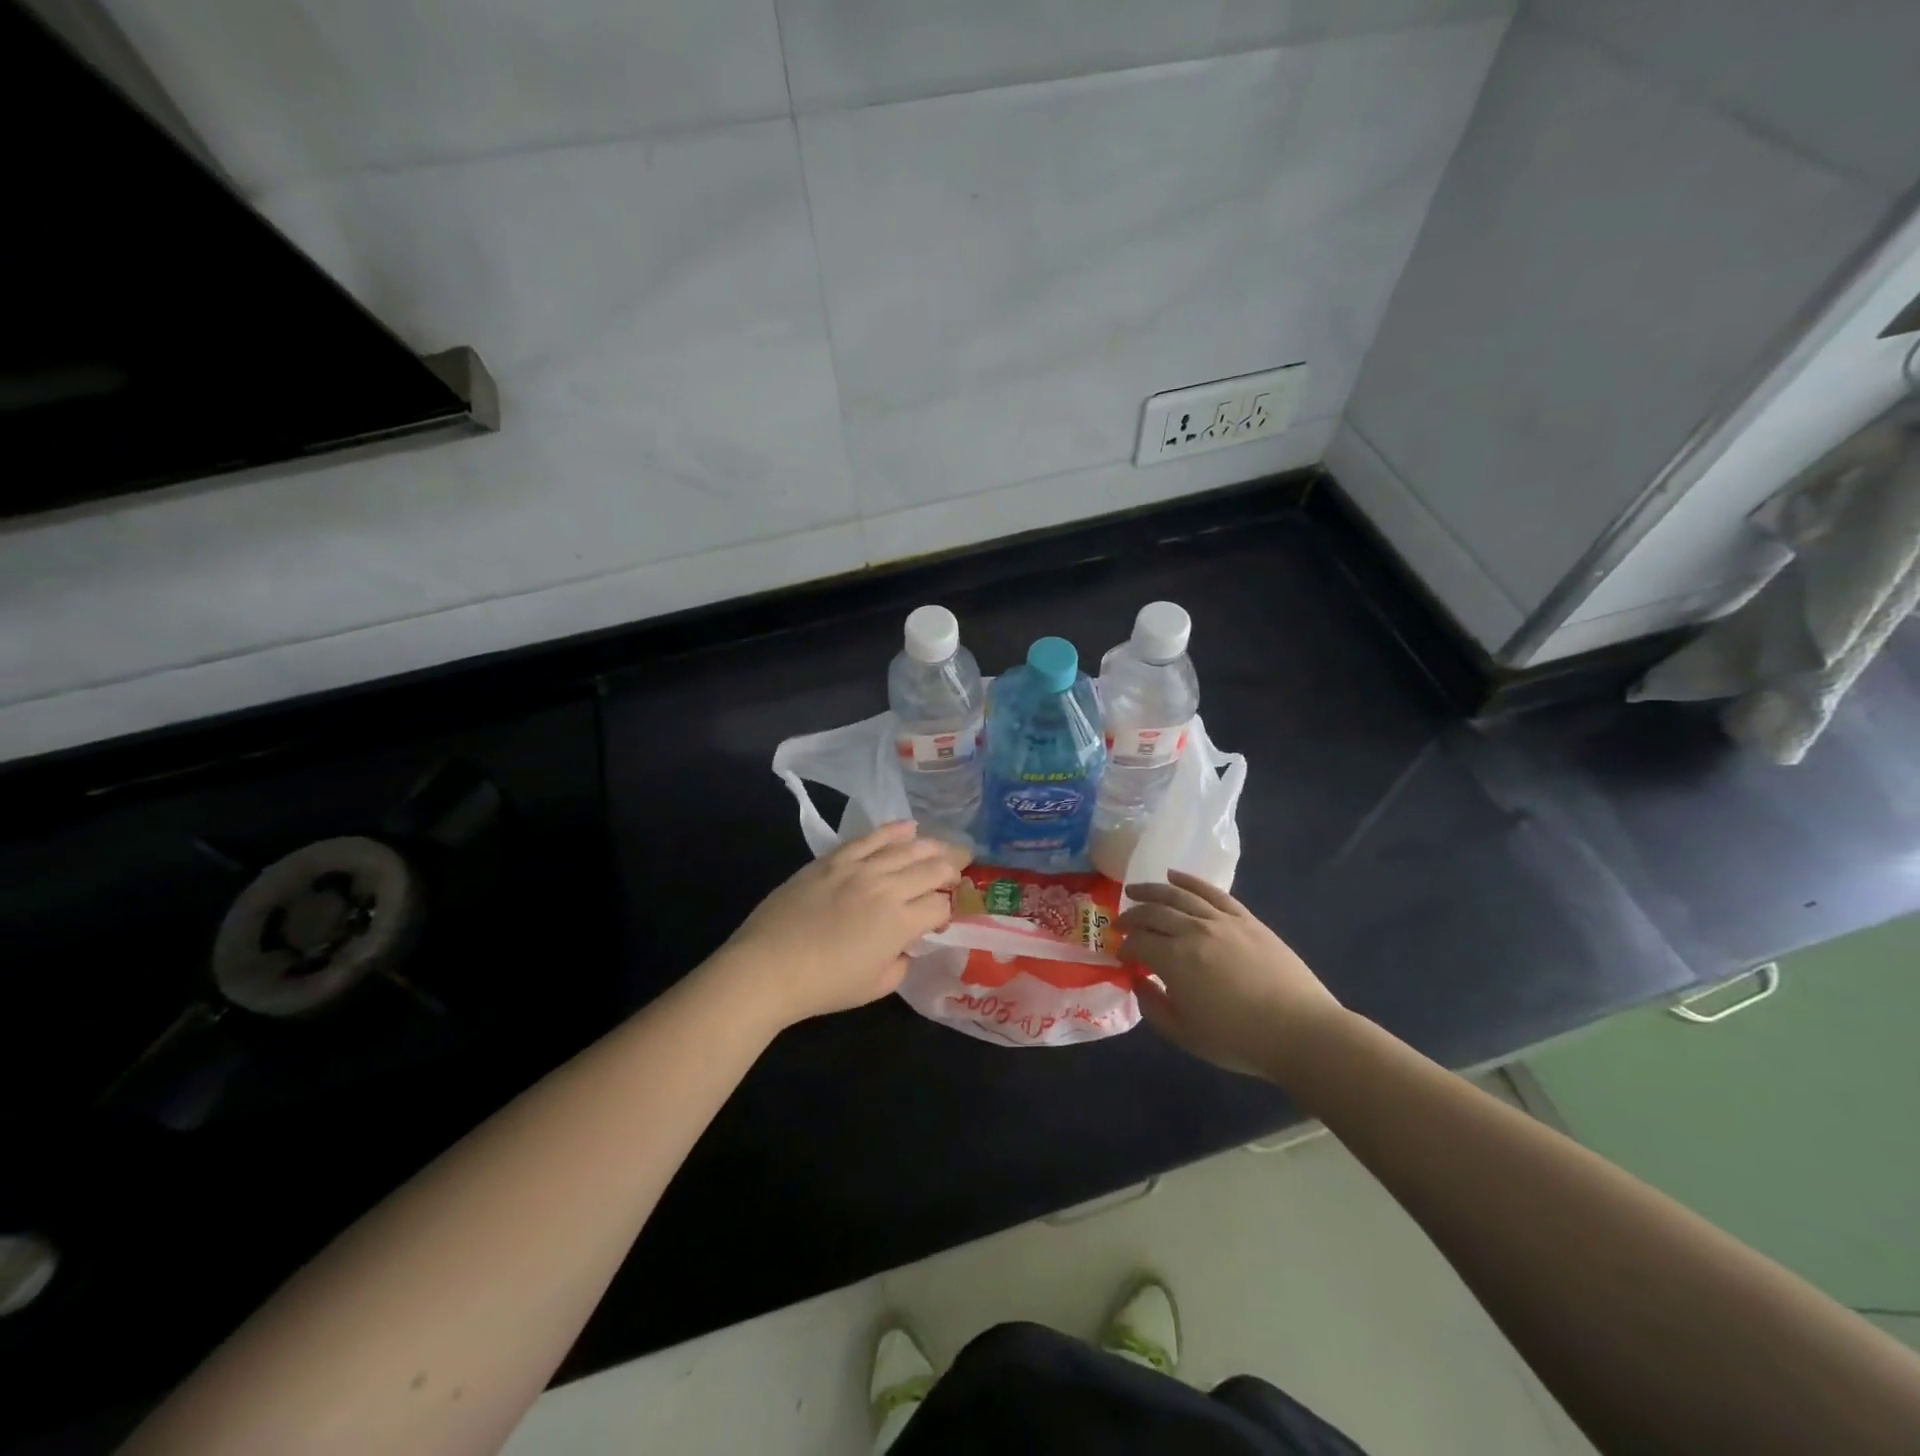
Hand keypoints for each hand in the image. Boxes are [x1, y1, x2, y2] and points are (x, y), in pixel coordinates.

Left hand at [710, 822, 963, 1029]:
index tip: (944, 917)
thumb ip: (901, 962)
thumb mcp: (876, 986)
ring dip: (931, 846)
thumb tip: (906, 944)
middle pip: (931, 869)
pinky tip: (909, 827)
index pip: (940, 906)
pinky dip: (893, 830)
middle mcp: (886, 887)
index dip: (949, 910)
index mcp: (900, 922)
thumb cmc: (824, 985)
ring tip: (945, 847)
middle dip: (952, 868)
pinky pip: (870, 837)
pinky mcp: (834, 859)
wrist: (767, 966)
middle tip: (963, 868)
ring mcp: (859, 868)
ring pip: (906, 848)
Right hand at [1117, 871, 1344, 1077]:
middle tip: (1120, 923)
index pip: (1138, 943)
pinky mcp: (1245, 918)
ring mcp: (1221, 920)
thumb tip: (1139, 984)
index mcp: (1174, 960)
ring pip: (1178, 895)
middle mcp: (1192, 931)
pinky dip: (1189, 880)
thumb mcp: (1186, 1036)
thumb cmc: (1239, 1040)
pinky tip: (1175, 875)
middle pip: (1153, 913)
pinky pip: (1212, 892)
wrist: (1300, 1031)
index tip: (1121, 956)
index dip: (1125, 948)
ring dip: (1152, 890)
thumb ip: (1154, 1009)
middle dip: (1132, 917)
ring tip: (1136, 891)